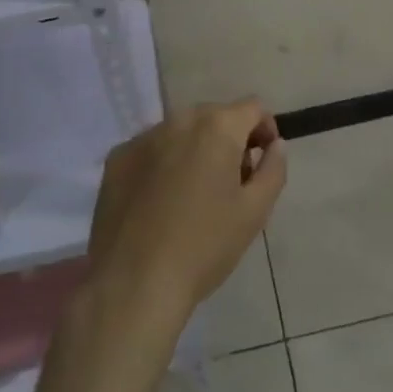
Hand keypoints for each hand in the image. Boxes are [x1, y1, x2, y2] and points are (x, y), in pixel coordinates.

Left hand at [86, 98, 286, 336]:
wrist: (133, 283)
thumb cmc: (204, 246)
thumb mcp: (254, 212)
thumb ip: (273, 169)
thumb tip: (275, 144)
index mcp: (216, 127)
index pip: (253, 108)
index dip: (265, 130)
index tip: (262, 163)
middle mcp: (179, 119)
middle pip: (215, 117)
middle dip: (229, 141)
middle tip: (231, 185)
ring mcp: (143, 137)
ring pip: (181, 132)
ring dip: (195, 151)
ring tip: (193, 196)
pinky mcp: (117, 158)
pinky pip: (151, 149)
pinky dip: (162, 164)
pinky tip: (159, 203)